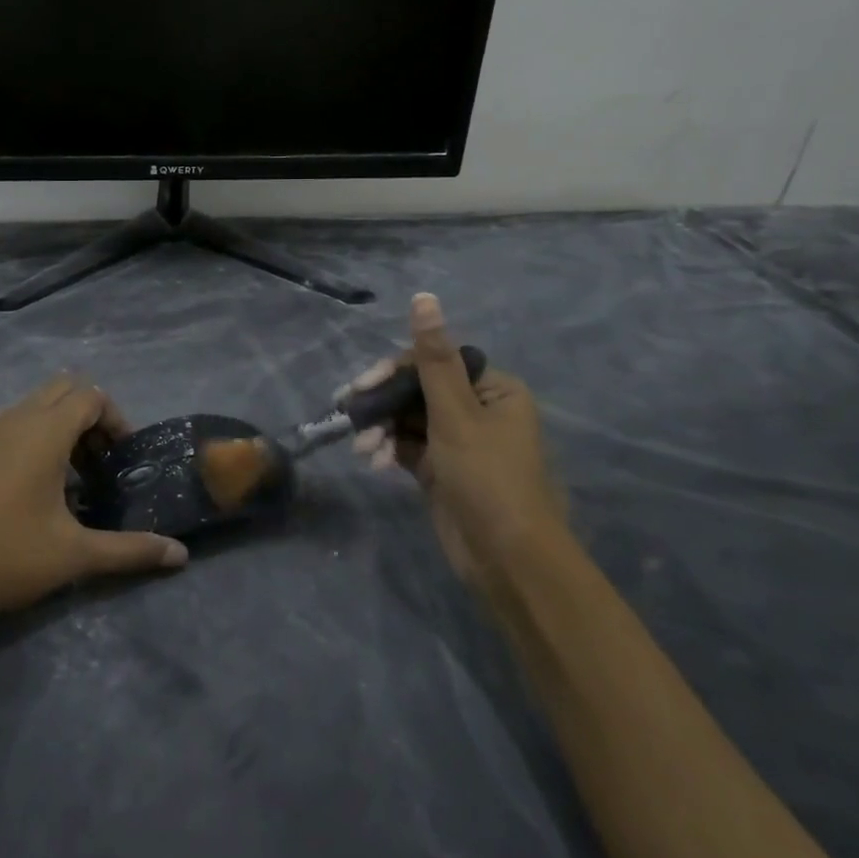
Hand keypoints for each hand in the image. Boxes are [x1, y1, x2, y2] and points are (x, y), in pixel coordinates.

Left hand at [0, 376, 187, 628]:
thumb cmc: (8, 558)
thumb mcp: (76, 555)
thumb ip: (131, 550)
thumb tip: (181, 556)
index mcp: (44, 432)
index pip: (91, 395)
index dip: (115, 418)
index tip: (122, 457)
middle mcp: (16, 419)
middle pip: (64, 389)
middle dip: (90, 416)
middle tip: (101, 460)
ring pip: (37, 404)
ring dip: (62, 425)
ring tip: (73, 475)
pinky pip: (15, 422)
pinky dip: (36, 435)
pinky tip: (36, 485)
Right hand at [346, 293, 566, 603]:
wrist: (508, 560)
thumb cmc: (488, 479)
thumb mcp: (456, 414)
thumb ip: (433, 359)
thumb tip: (424, 297)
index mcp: (492, 389)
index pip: (434, 362)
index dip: (395, 370)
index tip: (362, 386)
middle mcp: (477, 410)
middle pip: (417, 390)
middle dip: (383, 403)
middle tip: (349, 411)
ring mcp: (458, 442)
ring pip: (408, 419)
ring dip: (382, 429)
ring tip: (363, 448)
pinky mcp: (441, 470)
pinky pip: (407, 446)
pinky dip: (388, 449)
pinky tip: (371, 461)